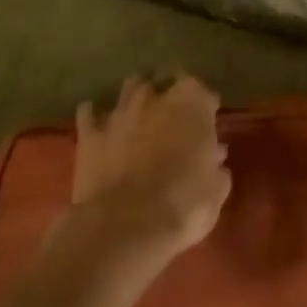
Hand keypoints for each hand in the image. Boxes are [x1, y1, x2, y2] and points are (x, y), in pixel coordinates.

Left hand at [62, 75, 231, 278]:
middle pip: (163, 79)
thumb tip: (215, 157)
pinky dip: (95, 115)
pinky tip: (99, 124)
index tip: (208, 119)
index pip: (203, 91)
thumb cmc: (183, 205)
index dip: (205, 105)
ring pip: (129, 87)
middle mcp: (155, 96)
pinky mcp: (90, 134)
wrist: (126, 227)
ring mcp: (120, 111)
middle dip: (168, 90)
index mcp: (191, 103)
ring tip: (140, 111)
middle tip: (173, 111)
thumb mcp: (215, 191)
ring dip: (136, 96)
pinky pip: (89, 113)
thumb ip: (216, 167)